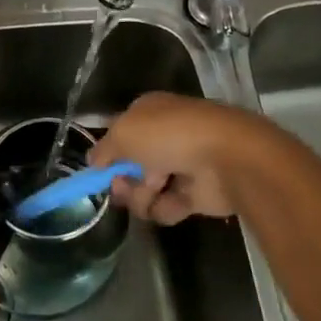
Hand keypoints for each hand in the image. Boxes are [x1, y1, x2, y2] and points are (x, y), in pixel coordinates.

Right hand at [89, 91, 272, 224]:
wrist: (226, 158)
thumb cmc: (169, 135)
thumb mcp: (122, 134)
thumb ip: (102, 150)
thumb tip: (93, 163)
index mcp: (149, 113)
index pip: (119, 133)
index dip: (107, 153)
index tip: (98, 172)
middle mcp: (164, 137)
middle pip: (129, 167)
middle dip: (122, 180)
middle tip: (124, 185)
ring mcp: (181, 166)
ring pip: (144, 191)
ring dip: (141, 197)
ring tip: (154, 191)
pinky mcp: (195, 195)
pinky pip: (166, 208)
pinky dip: (166, 207)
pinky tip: (175, 201)